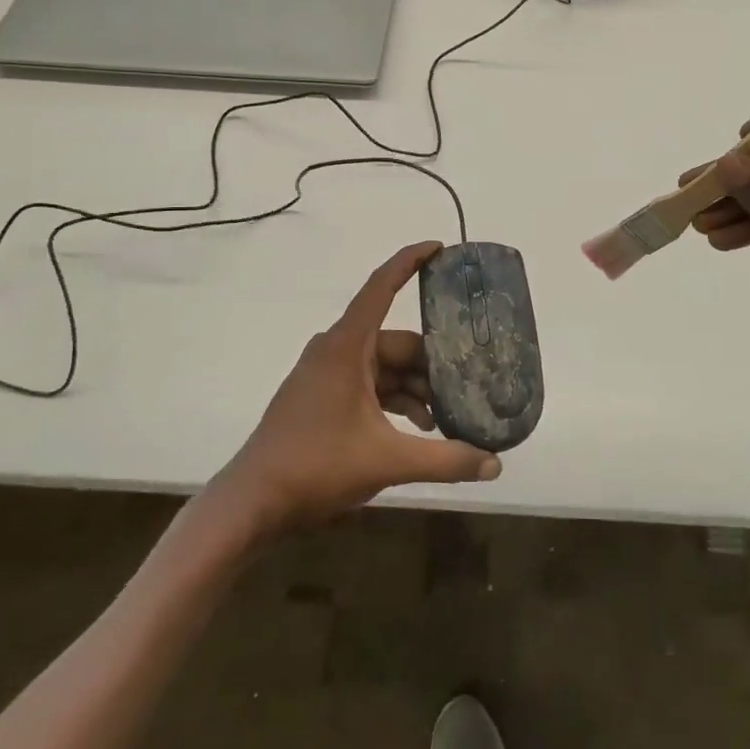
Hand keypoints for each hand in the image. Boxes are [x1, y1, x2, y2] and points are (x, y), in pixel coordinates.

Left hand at [212, 242, 500, 535]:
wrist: (254, 501)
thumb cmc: (316, 466)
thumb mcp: (387, 461)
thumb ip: (444, 459)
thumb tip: (495, 464)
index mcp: (346, 346)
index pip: (381, 287)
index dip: (410, 262)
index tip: (439, 247)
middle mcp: (336, 350)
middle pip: (395, 342)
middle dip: (432, 363)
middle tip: (471, 381)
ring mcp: (327, 374)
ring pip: (384, 367)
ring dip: (416, 388)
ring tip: (449, 417)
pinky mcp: (323, 397)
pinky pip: (369, 386)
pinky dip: (395, 401)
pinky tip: (420, 429)